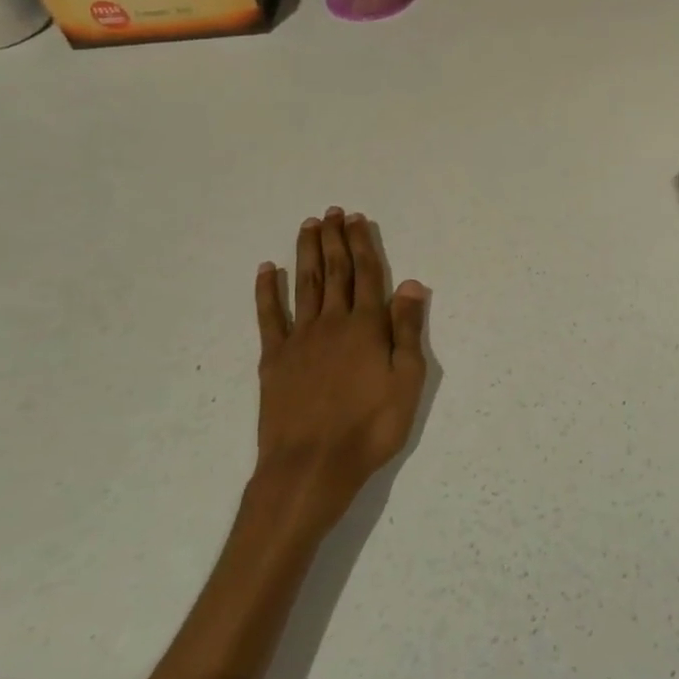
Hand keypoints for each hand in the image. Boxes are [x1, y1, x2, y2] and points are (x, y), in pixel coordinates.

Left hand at [252, 209, 428, 530]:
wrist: (311, 466)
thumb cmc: (370, 428)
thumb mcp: (407, 382)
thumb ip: (407, 330)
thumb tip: (411, 283)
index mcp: (367, 326)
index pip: (367, 274)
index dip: (363, 244)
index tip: (358, 219)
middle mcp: (333, 322)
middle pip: (334, 271)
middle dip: (335, 239)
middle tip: (332, 212)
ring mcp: (300, 338)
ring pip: (304, 284)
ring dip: (306, 253)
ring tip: (309, 226)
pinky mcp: (273, 358)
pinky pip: (269, 316)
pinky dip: (267, 290)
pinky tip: (266, 270)